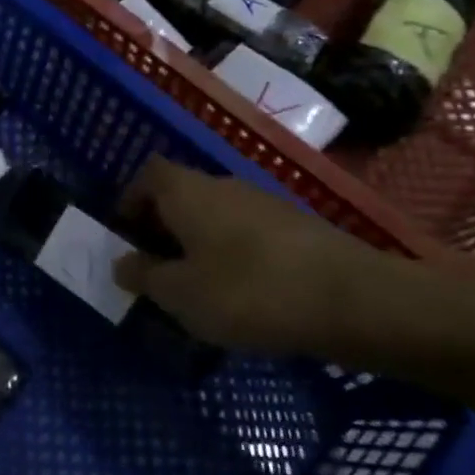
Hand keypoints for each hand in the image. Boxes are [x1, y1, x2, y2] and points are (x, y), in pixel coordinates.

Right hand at [114, 158, 403, 357]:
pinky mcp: (295, 226)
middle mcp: (221, 185)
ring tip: (199, 288)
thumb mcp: (181, 294)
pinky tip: (244, 294)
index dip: (130, 200)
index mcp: (185, 191)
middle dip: (163, 227)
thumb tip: (122, 264)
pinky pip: (246, 233)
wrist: (352, 298)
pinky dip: (234, 254)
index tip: (126, 236)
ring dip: (199, 243)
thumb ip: (145, 277)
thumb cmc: (247, 290)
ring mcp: (262, 202)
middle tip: (157, 270)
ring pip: (214, 215)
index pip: (147, 175)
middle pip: (180, 194)